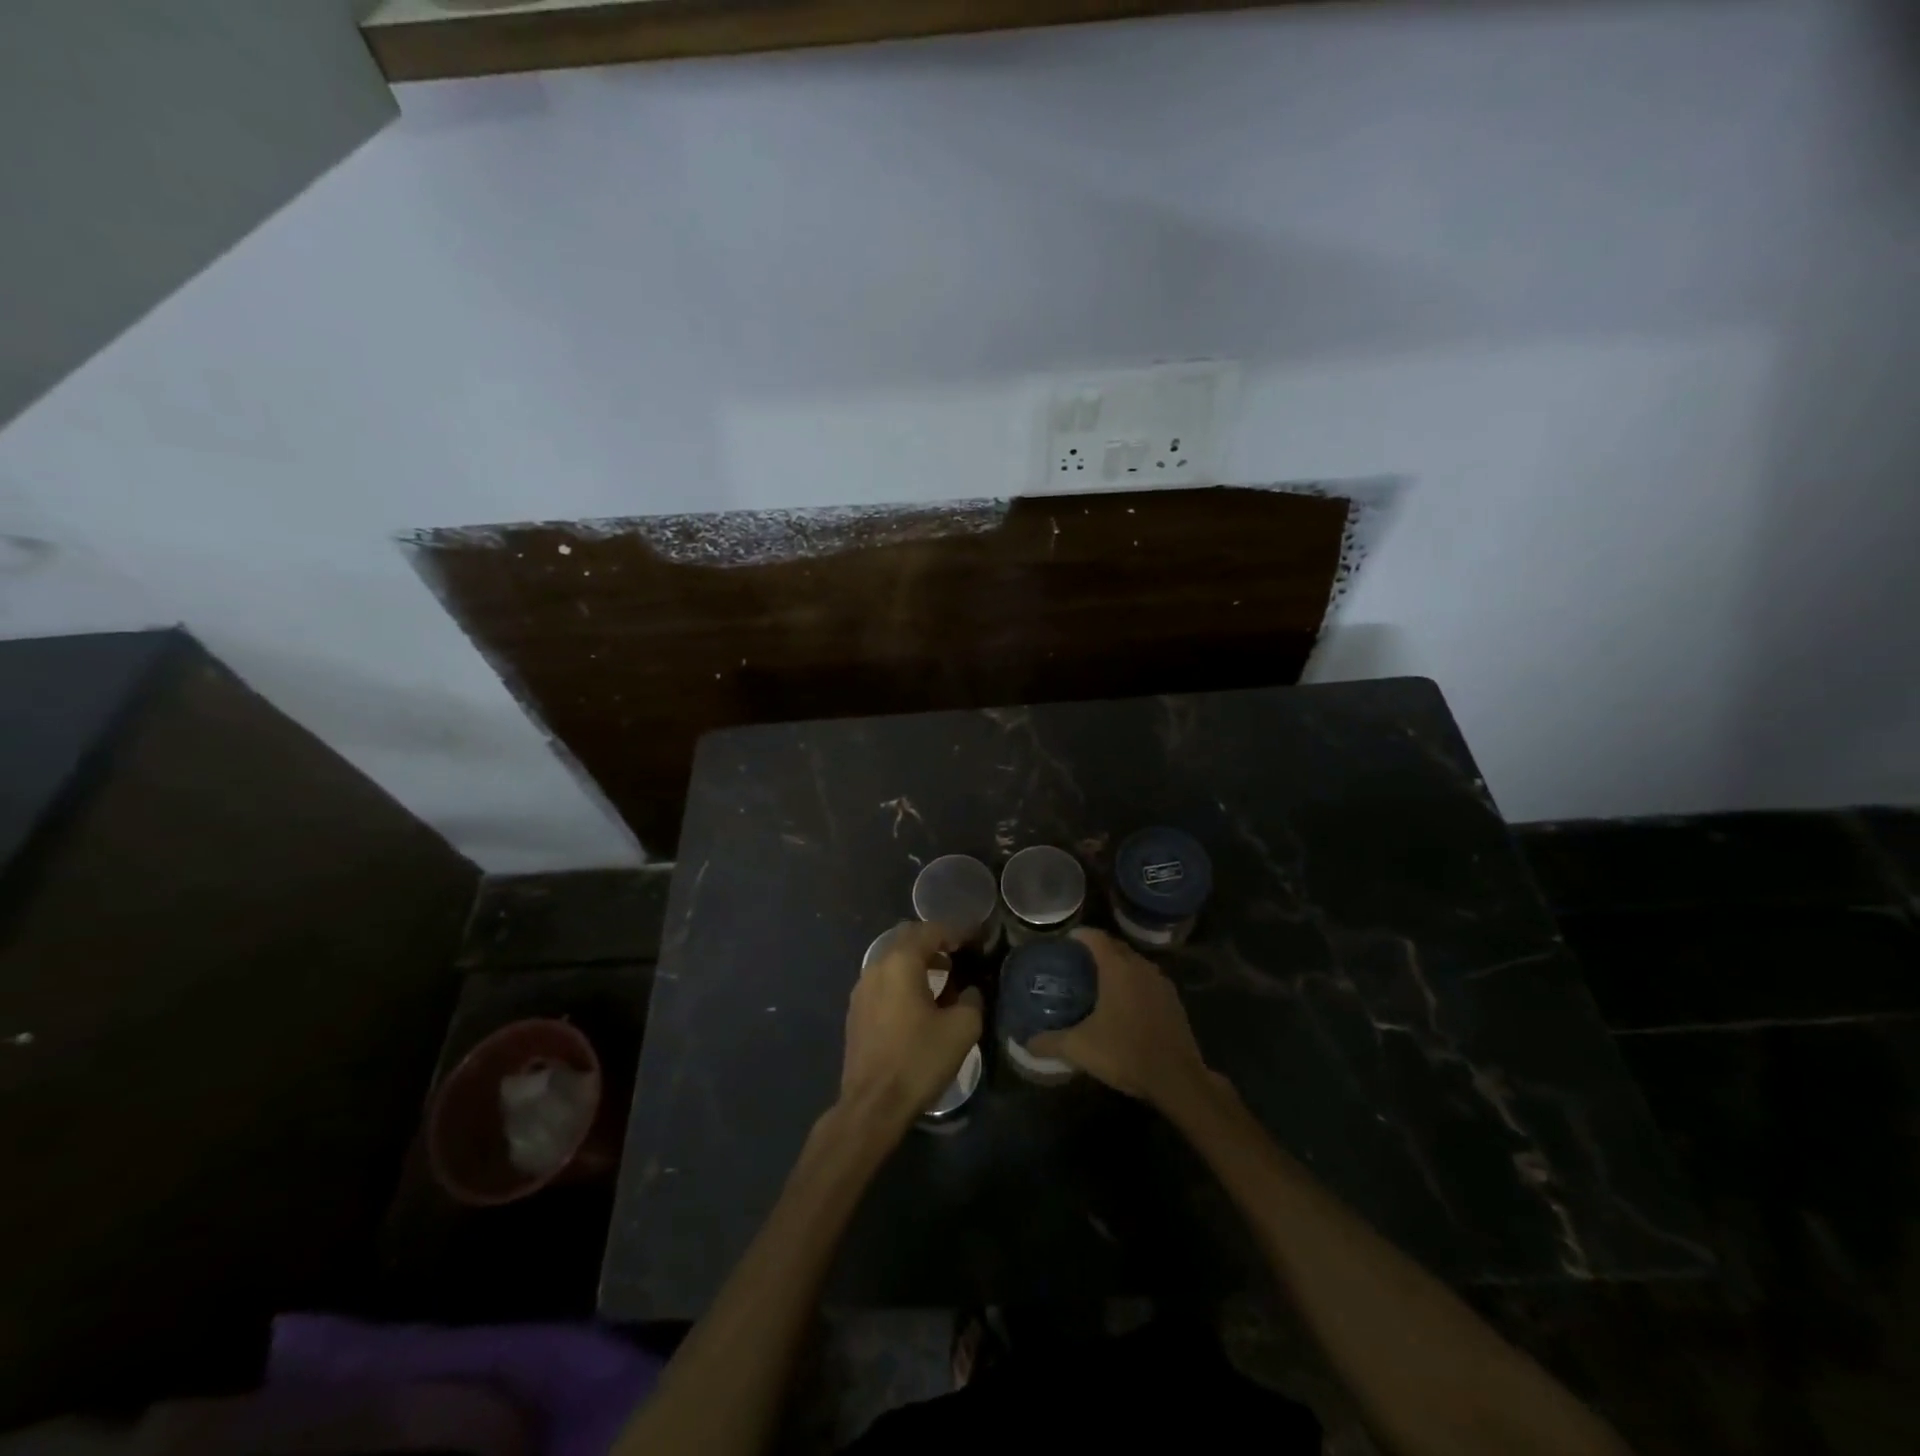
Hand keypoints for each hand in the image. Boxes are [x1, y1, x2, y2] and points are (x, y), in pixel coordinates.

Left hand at [840, 921, 982, 1124]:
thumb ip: (972, 999)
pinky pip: (884, 981)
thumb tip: (970, 990)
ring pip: (894, 960)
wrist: (872, 1105)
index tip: (977, 938)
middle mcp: (876, 966)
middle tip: (960, 953)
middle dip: (935, 941)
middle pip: (908, 939)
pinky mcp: (857, 1011)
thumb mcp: (962, 1028)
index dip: (958, 931)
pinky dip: (905, 980)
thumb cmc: (919, 1060)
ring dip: (919, 961)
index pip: (932, 930)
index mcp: (900, 962)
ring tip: (946, 977)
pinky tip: (921, 1002)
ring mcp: (862, 989)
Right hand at [1028, 928, 1216, 1111]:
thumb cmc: (1126, 1053)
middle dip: (1096, 950)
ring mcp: (1161, 983)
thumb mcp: (1080, 1048)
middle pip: (1115, 947)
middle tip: (1075, 963)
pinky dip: (1133, 983)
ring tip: (1097, 982)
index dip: (1079, 936)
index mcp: (1118, 968)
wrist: (1178, 1080)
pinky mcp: (1173, 1000)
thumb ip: (1050, 1042)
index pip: (1096, 937)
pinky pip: (1147, 980)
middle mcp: (1141, 967)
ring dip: (1117, 966)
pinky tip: (1123, 1004)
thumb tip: (1026, 1042)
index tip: (1064, 943)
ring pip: (1134, 963)